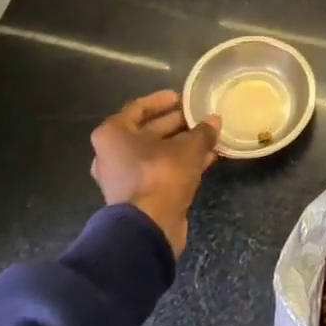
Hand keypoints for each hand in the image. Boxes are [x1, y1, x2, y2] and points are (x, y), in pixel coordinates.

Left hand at [91, 91, 219, 255]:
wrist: (149, 227)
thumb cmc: (161, 175)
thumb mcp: (189, 148)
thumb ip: (202, 132)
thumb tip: (214, 120)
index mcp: (113, 134)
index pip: (138, 108)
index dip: (161, 100)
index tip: (181, 97)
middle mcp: (112, 154)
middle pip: (147, 132)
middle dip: (175, 124)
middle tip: (198, 117)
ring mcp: (122, 177)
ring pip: (155, 153)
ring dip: (181, 145)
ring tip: (208, 137)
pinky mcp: (136, 196)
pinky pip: (159, 171)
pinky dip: (179, 164)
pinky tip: (206, 159)